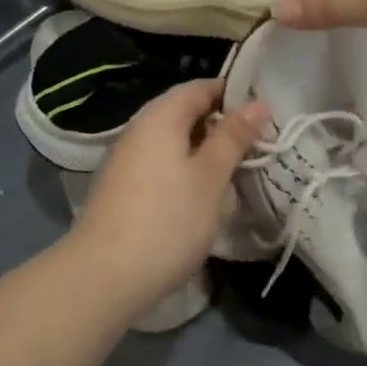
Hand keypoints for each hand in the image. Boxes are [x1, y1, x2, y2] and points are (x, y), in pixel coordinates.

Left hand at [63, 79, 270, 319]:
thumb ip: (233, 137)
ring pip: (173, 143)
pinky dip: (185, 172)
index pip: (201, 87)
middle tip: (257, 146)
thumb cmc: (167, 220)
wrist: (102, 277)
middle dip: (221, 126)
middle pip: (185, 113)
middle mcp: (139, 130)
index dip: (234, 94)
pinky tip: (202, 197)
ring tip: (235, 173)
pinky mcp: (122, 189)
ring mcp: (126, 160)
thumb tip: (258, 103)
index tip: (264, 114)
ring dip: (204, 153)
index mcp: (161, 116)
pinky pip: (161, 166)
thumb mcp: (210, 177)